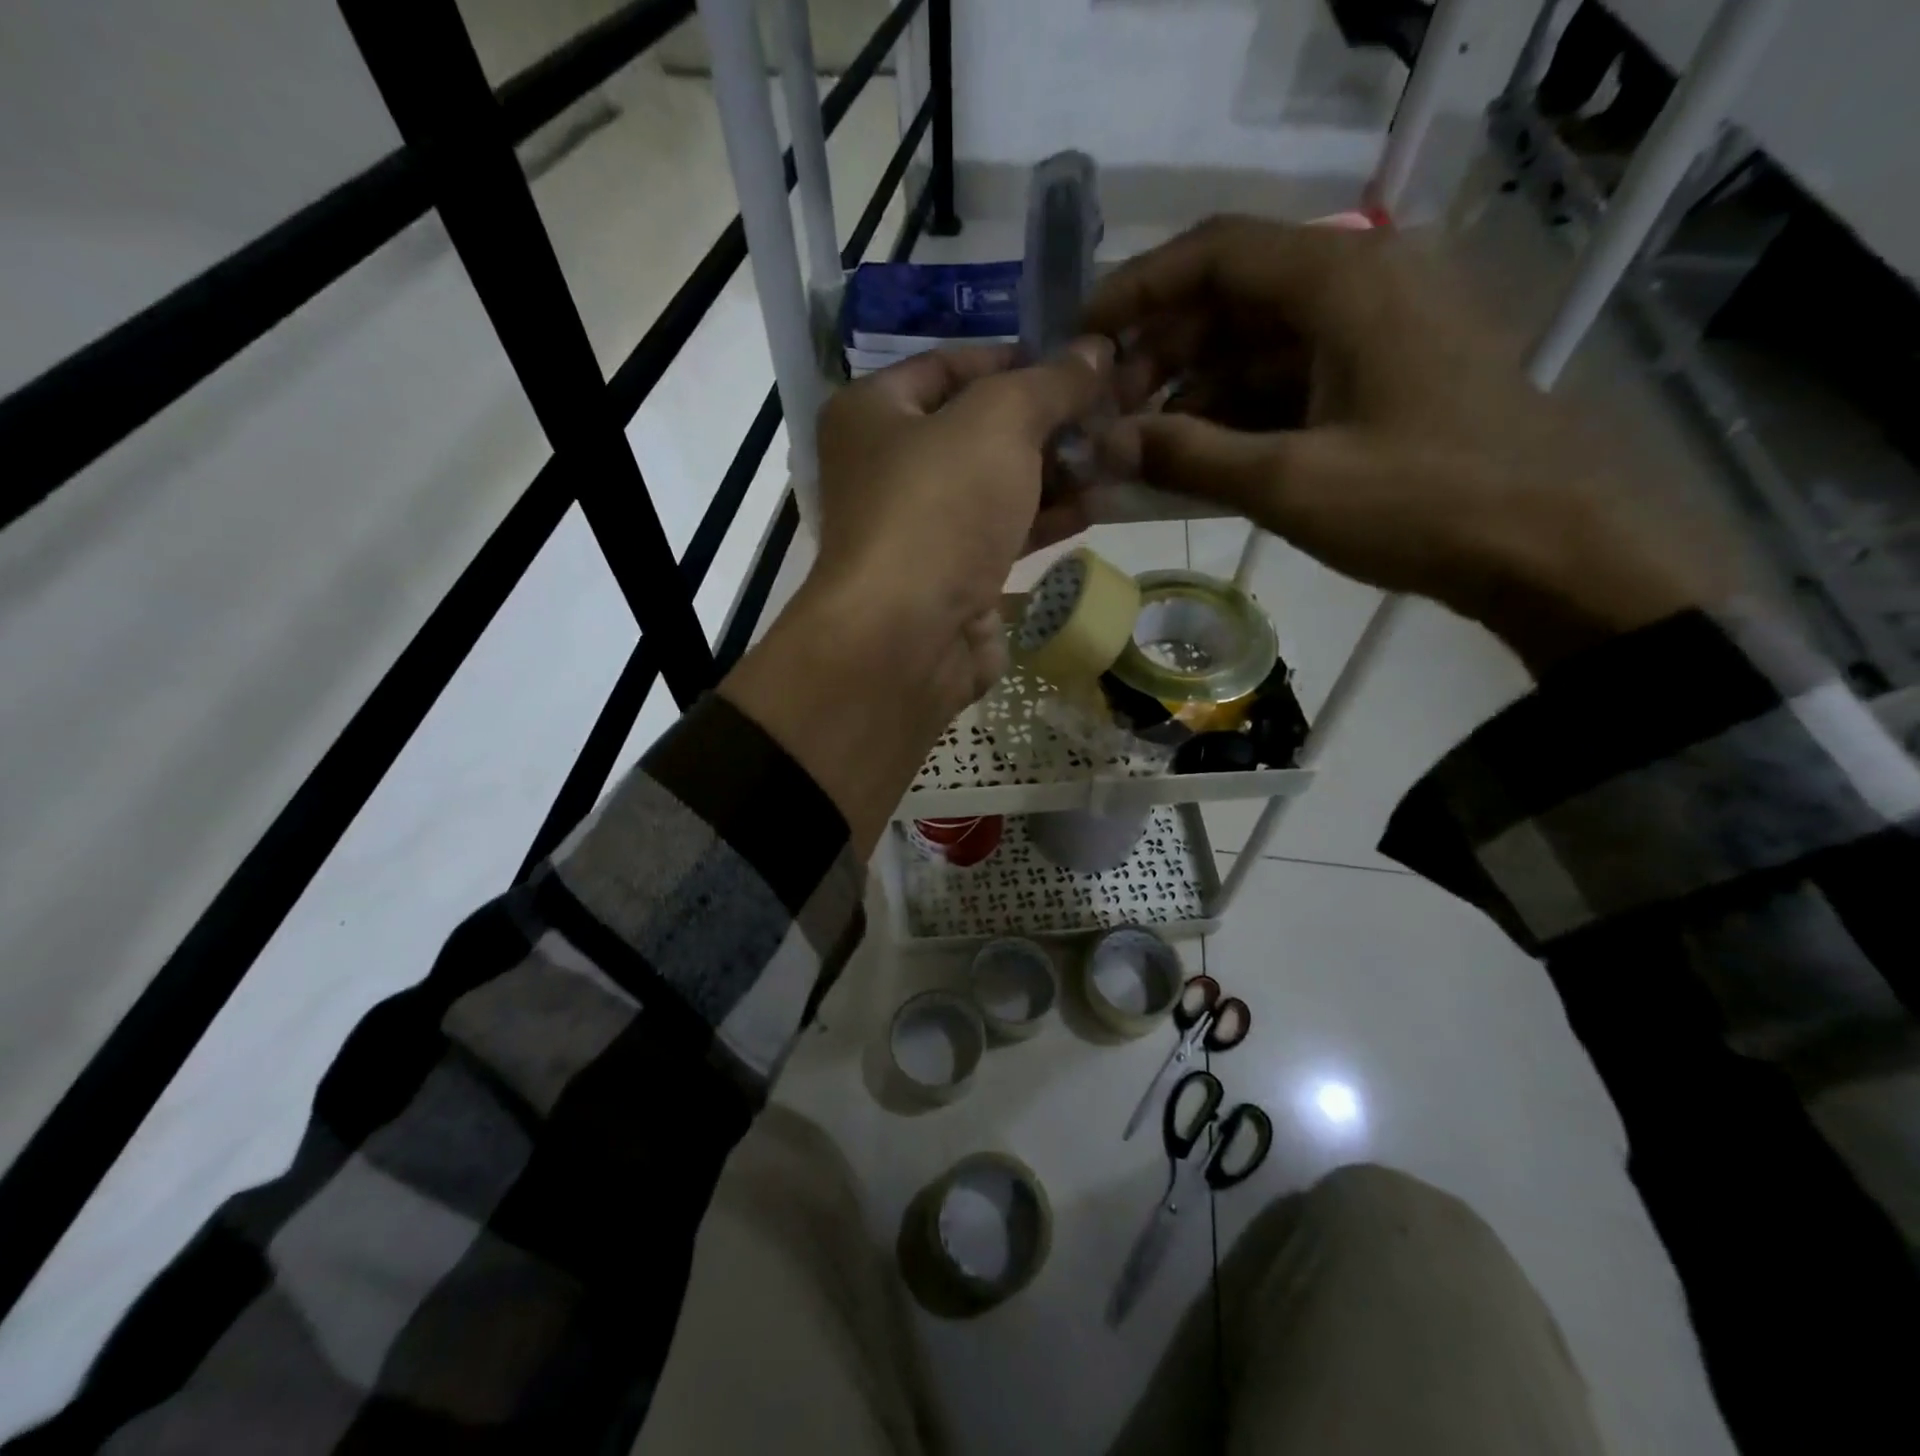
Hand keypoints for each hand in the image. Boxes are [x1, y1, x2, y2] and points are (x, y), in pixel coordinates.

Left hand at [809, 339, 1113, 708]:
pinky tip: (1098, 505)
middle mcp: (887, 467)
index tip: (1079, 363)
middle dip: (1047, 422)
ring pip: (995, 487)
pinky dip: (1045, 520)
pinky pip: (1002, 535)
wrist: (908, 637)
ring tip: (1119, 454)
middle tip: (1112, 411)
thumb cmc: (939, 507)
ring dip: (1056, 472)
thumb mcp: (999, 421)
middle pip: (977, 429)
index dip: (1017, 358)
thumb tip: (1096, 350)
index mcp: (872, 412)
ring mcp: (919, 529)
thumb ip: (1050, 383)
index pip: (950, 364)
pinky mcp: (949, 579)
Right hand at [1085, 215, 1724, 670]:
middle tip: (1109, 415)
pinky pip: (1287, 379)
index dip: (1138, 289)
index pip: (1215, 252)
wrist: (1549, 545)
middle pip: (1232, 297)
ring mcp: (1374, 332)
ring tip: (1142, 448)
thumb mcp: (1290, 482)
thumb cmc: (1422, 503)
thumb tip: (1102, 444)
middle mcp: (1360, 285)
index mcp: (1343, 281)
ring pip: (1256, 343)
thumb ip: (1188, 457)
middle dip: (1161, 353)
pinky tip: (1198, 459)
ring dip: (1194, 390)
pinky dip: (1237, 414)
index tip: (1082, 338)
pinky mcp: (1381, 377)